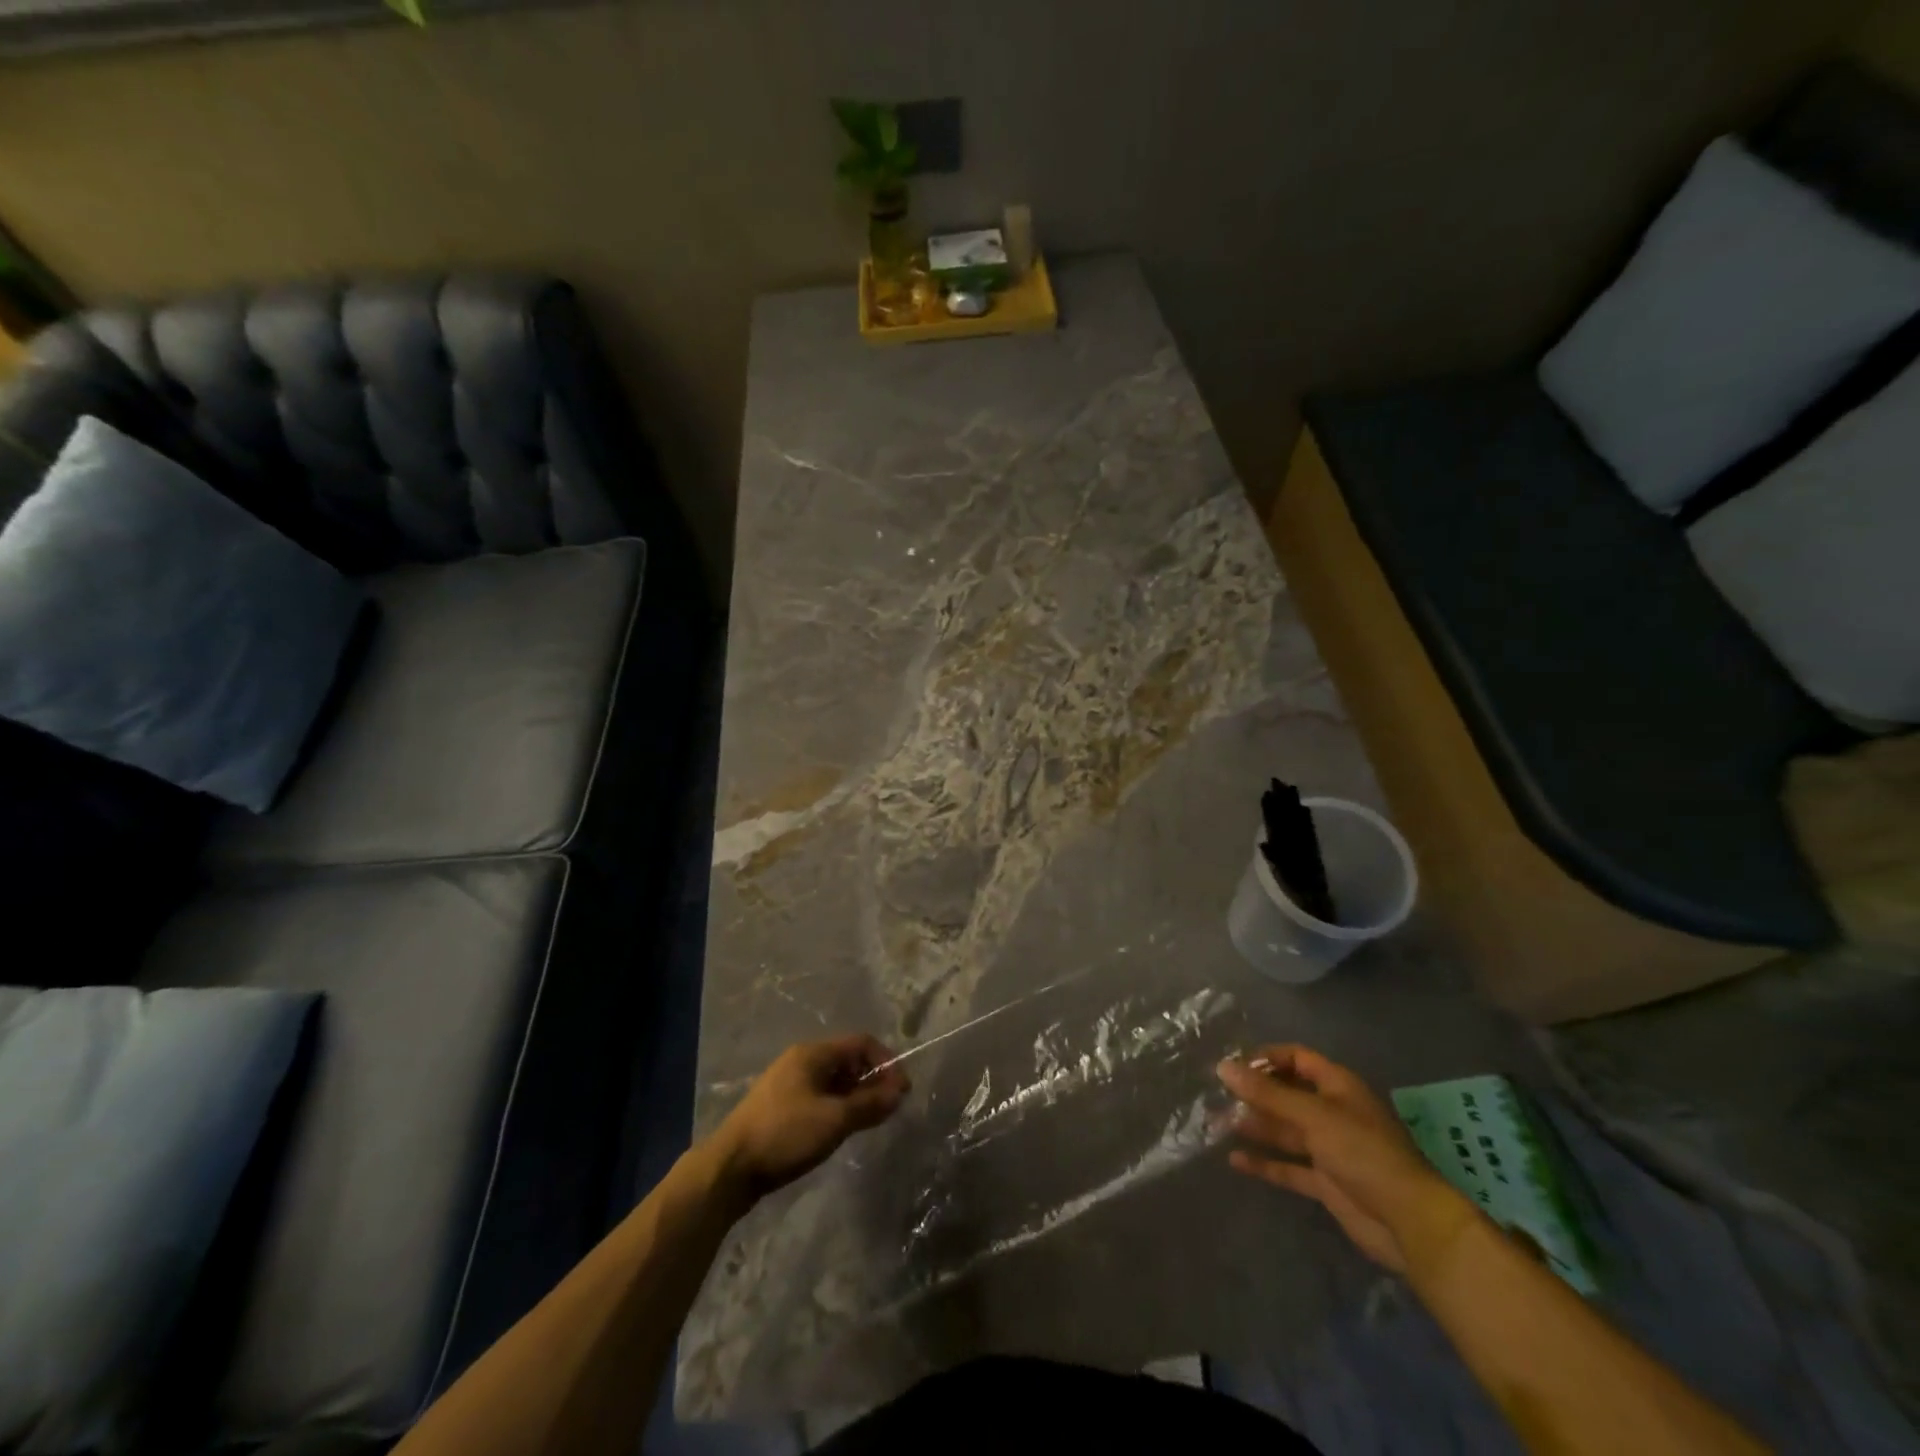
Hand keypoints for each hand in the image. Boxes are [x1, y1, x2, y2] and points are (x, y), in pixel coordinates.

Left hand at [711, 1036, 909, 1202]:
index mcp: (813, 1054)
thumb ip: (869, 1104)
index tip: (903, 1090)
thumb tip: (900, 1091)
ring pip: (835, 1081)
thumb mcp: (834, 1120)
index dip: (886, 1062)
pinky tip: (845, 1128)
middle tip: (891, 1107)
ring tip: (872, 1119)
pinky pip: (821, 1097)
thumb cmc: (785, 1134)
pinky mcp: (782, 1108)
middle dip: (873, 1080)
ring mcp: (789, 1085)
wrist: (730, 1168)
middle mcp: (801, 1061)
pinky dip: (840, 1107)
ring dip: (857, 1095)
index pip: (861, 1043)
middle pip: (848, 1060)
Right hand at [1217, 1044, 1470, 1272]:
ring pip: (1285, 1131)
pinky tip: (1236, 1160)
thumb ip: (1267, 1093)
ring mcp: (1329, 1149)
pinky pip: (1288, 1167)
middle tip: (1217, 1095)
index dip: (1266, 1058)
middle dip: (1254, 1094)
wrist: (1410, 1223)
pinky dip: (1264, 1163)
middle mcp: (1332, 1112)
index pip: (1297, 1059)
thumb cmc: (1363, 1153)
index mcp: (1337, 1087)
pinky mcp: (1326, 1182)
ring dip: (1255, 1126)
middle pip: (1287, 1094)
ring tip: (1218, 1124)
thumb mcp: (1313, 1115)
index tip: (1234, 1066)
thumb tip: (1223, 1066)